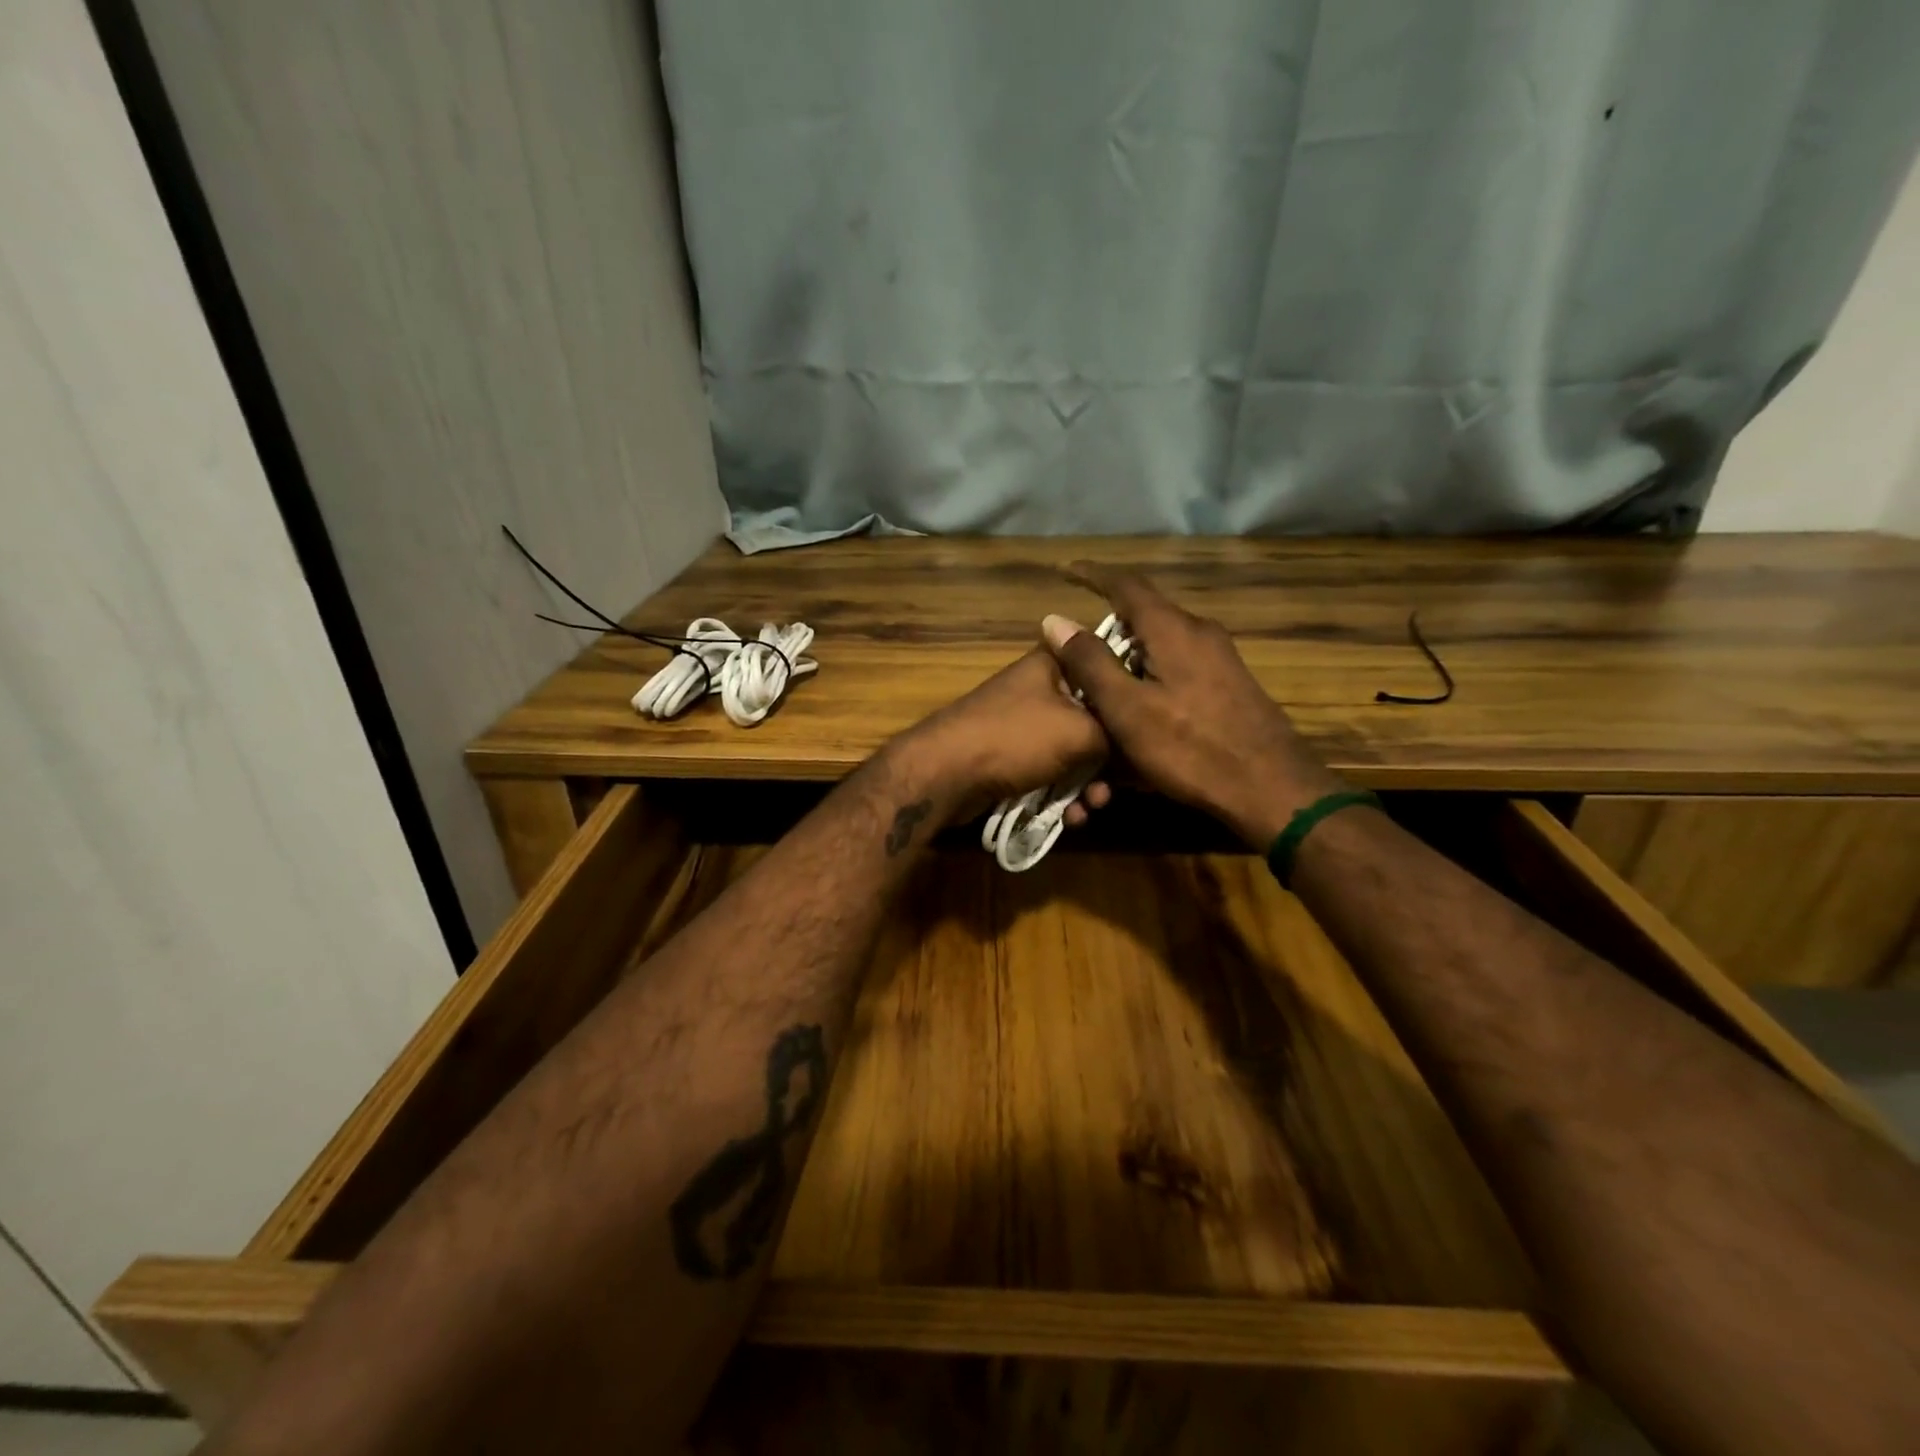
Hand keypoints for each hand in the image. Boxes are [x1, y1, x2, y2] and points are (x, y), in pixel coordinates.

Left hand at [887, 649, 1114, 825]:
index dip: (1129, 697)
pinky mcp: (1011, 757)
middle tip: (1116, 786)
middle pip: (1093, 718)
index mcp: (1054, 664)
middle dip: (1109, 759)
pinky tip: (1071, 819)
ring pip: (1073, 753)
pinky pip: (1049, 774)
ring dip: (1087, 785)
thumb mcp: (1081, 731)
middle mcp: (1039, 688)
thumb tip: (1135, 746)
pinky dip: (1062, 795)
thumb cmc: (1016, 738)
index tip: (1151, 725)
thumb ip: (1116, 733)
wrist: (946, 774)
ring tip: (1091, 808)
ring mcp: (1023, 724)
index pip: (1104, 667)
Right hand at [1041, 565, 1345, 848]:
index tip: (1067, 572)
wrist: (1271, 788)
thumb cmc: (1190, 748)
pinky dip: (1150, 677)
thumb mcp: (1127, 708)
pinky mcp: (1230, 686)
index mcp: (1173, 629)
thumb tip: (1056, 620)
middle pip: (1145, 615)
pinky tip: (1139, 711)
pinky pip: (1178, 668)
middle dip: (1108, 627)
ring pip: (1162, 645)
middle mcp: (1200, 633)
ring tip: (1102, 687)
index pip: (1126, 585)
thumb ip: (1090, 662)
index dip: (1093, 576)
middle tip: (1076, 651)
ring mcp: (1221, 659)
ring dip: (1129, 657)